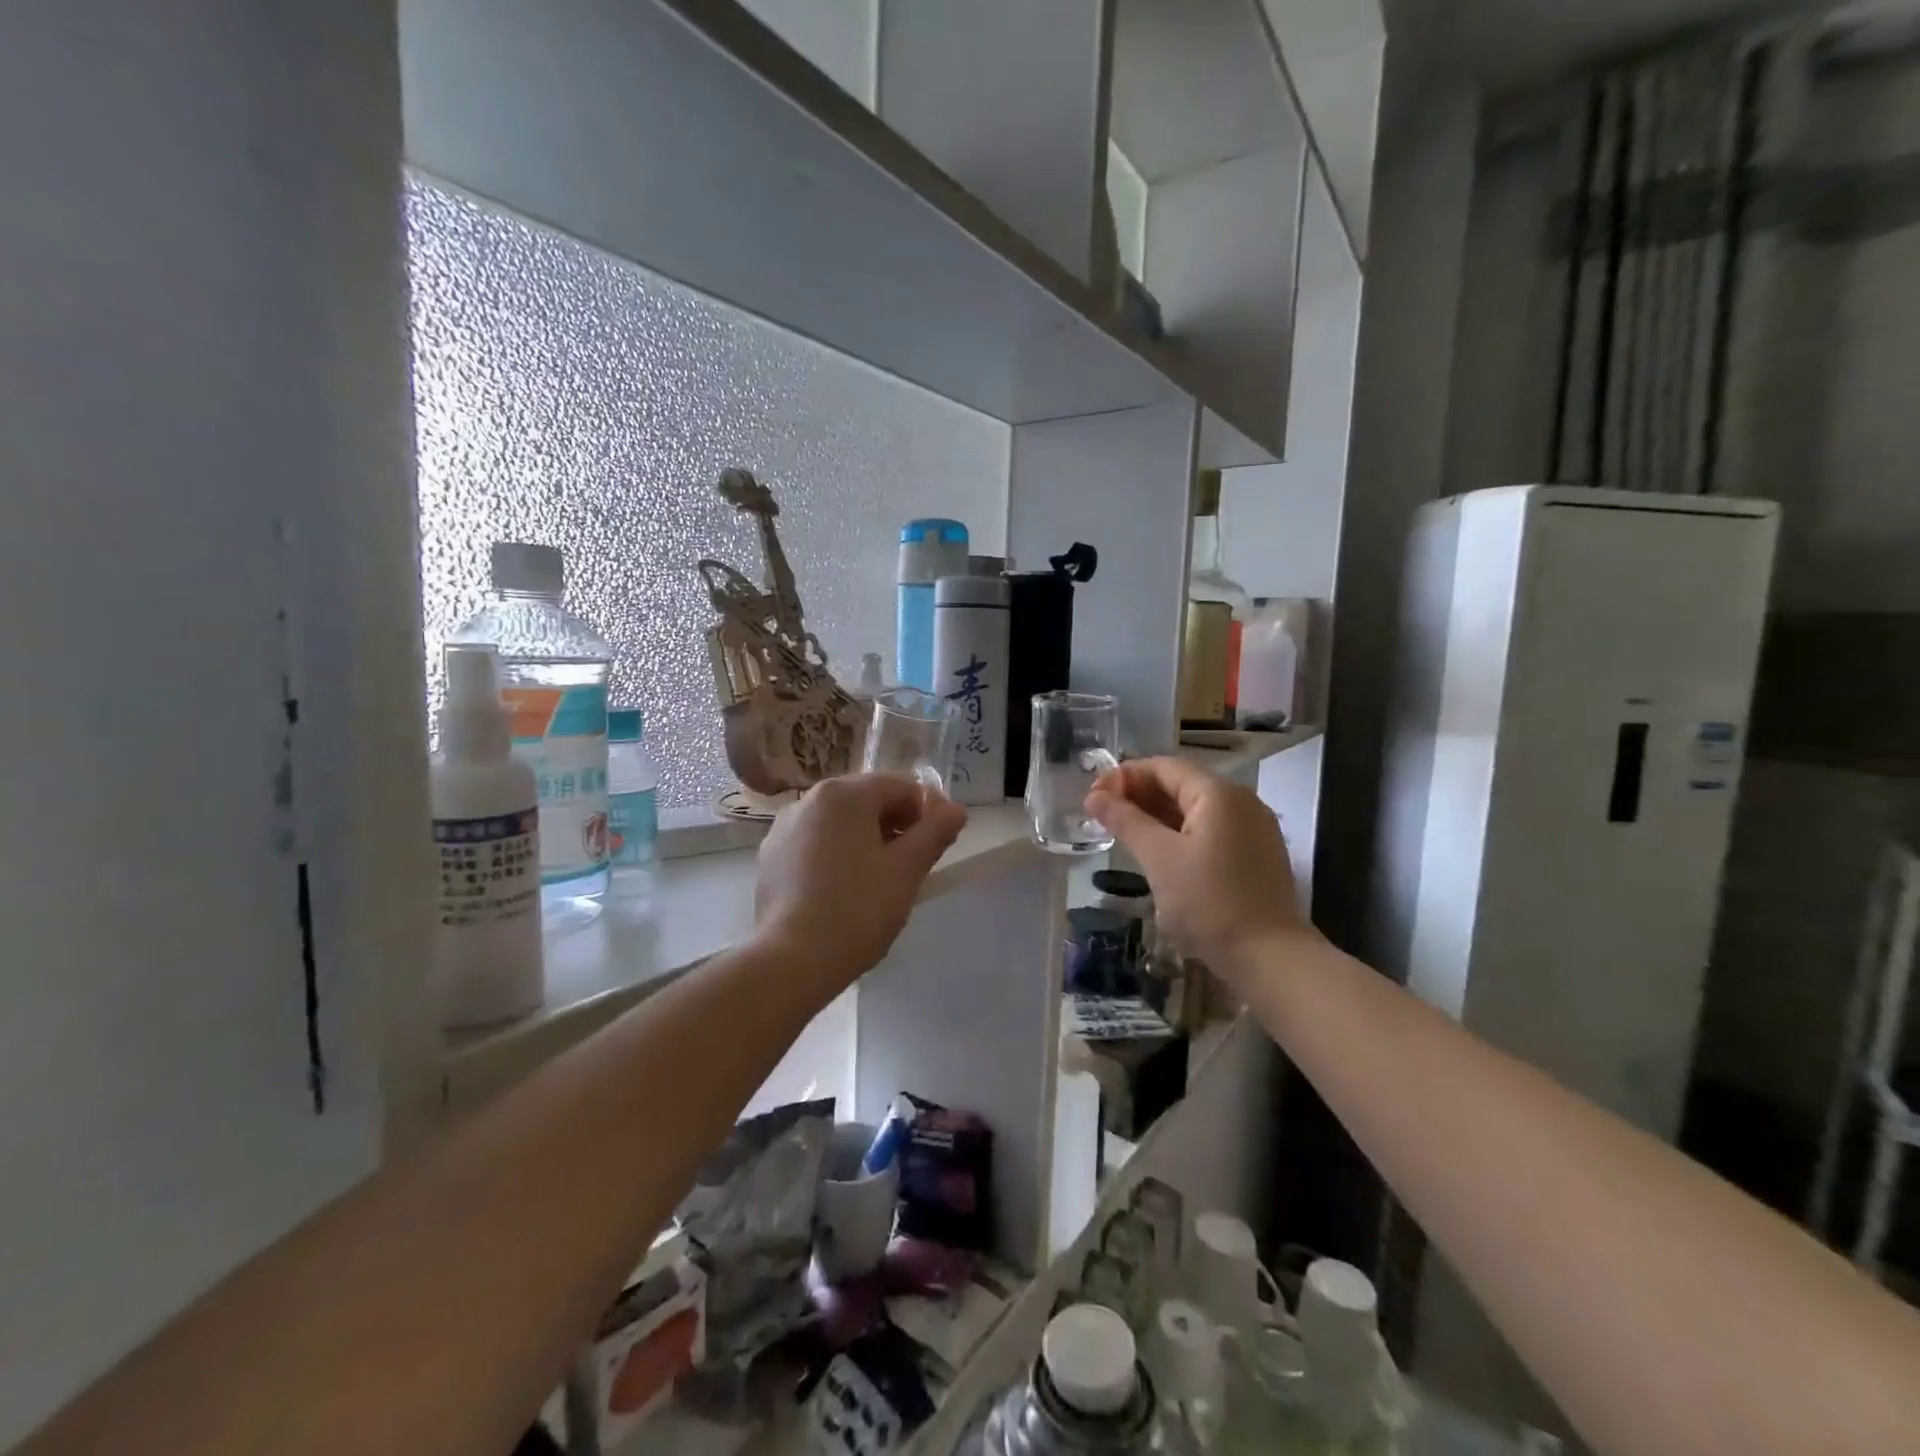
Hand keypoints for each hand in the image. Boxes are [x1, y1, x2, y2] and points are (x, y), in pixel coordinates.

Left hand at [754, 774, 968, 991]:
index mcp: (844, 794)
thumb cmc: (857, 909)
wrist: (791, 961)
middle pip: (867, 799)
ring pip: (840, 822)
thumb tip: (956, 809)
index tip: (942, 841)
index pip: (900, 786)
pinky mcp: (771, 857)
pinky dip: (838, 853)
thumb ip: (935, 832)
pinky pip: (815, 842)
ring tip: (884, 877)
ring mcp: (785, 827)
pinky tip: (847, 888)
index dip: (928, 809)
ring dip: (868, 838)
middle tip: (916, 861)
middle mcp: (809, 799)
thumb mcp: (907, 870)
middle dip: (897, 823)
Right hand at [1086, 757, 1315, 983]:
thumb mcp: (1159, 858)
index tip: (1094, 797)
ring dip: (1157, 814)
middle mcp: (1240, 801)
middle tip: (1103, 816)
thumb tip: (1094, 796)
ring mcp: (1252, 828)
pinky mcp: (1255, 853)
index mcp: (1218, 794)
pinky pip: (1210, 829)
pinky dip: (1180, 832)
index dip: (1125, 776)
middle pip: (1180, 783)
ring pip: (1195, 809)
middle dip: (1139, 795)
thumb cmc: (1209, 903)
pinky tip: (1158, 851)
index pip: (1163, 767)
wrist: (1271, 958)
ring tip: (1124, 832)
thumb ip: (1125, 821)